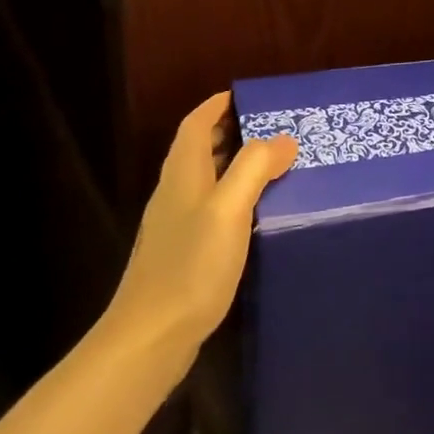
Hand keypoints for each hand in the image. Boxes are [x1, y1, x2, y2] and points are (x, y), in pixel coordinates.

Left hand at [101, 92, 296, 377]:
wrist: (150, 339)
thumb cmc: (190, 266)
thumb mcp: (228, 209)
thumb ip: (254, 168)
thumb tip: (283, 139)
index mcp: (183, 174)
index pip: (196, 124)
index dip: (218, 105)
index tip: (249, 95)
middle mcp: (176, 193)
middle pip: (202, 148)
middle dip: (234, 130)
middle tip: (275, 126)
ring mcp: (177, 225)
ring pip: (209, 178)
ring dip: (237, 163)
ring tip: (276, 162)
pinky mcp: (185, 252)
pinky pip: (214, 206)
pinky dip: (236, 195)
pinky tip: (259, 211)